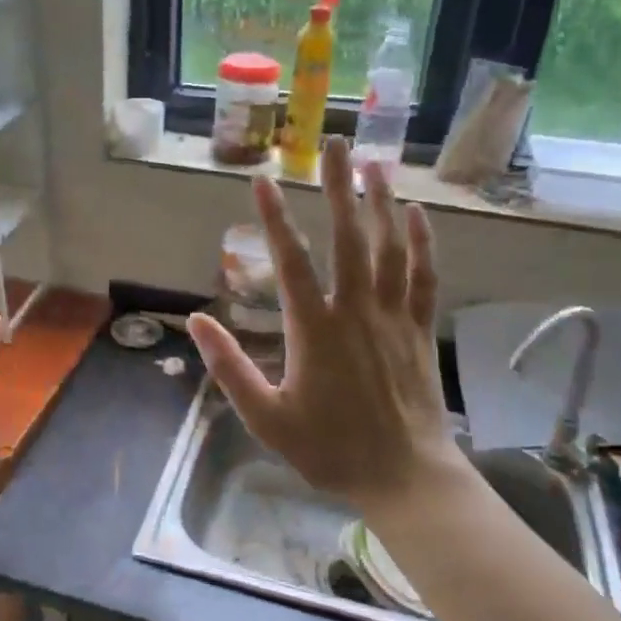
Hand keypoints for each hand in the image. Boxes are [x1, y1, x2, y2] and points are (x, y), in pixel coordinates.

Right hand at [189, 139, 460, 514]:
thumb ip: (229, 367)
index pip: (290, 260)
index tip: (263, 181)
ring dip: (381, 203)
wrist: (403, 476)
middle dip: (339, 188)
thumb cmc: (329, 449)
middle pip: (348, 237)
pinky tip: (416, 215)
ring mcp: (393, 317)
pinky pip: (423, 277)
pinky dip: (421, 243)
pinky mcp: (419, 330)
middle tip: (335, 144)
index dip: (273, 218)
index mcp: (314, 329)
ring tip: (374, 164)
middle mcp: (356, 310)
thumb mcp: (265, 417)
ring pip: (389, 248)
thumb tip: (197, 320)